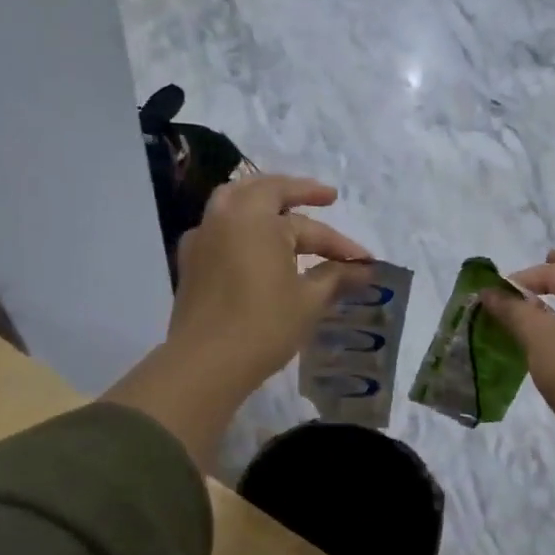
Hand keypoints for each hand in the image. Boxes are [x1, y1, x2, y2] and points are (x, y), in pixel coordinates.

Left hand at [169, 174, 372, 388]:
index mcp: (257, 218)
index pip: (309, 226)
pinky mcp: (190, 261)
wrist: (205, 363)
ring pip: (235, 202)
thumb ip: (336, 276)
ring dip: (263, 200)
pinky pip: (219, 228)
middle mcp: (227, 217)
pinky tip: (251, 243)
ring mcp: (203, 237)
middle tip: (324, 197)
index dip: (339, 244)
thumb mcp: (309, 300)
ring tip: (285, 208)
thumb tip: (364, 269)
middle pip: (265, 191)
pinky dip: (240, 225)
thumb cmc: (264, 325)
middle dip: (297, 192)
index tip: (364, 260)